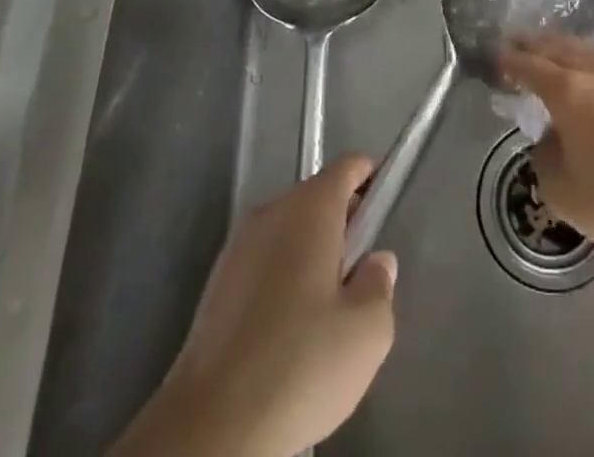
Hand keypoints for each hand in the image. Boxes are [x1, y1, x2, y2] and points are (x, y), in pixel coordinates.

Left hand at [114, 155, 396, 456]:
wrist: (209, 427)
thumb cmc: (299, 365)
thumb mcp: (367, 332)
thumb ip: (380, 284)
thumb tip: (375, 262)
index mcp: (311, 207)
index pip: (349, 167)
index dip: (372, 180)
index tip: (383, 215)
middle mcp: (272, 211)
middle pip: (318, 198)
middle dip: (343, 226)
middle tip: (359, 279)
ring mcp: (238, 246)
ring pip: (289, 233)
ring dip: (311, 256)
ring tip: (324, 316)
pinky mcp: (215, 285)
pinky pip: (263, 263)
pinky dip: (282, 281)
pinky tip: (286, 335)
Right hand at [501, 36, 593, 259]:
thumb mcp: (561, 190)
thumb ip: (545, 157)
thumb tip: (550, 139)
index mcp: (568, 91)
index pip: (530, 66)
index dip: (510, 61)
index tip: (496, 57)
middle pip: (558, 48)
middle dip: (534, 45)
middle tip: (516, 44)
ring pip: (585, 52)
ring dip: (563, 50)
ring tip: (550, 55)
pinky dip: (587, 64)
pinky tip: (588, 76)